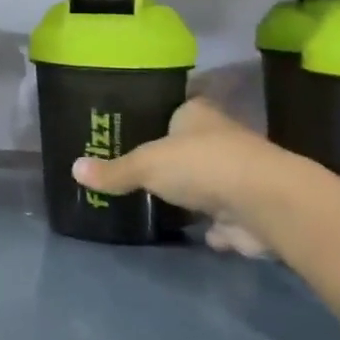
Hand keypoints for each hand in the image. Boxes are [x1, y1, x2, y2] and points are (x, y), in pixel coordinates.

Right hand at [71, 97, 280, 220]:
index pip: (174, 107)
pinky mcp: (251, 209)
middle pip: (190, 146)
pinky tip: (197, 232)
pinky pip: (224, 217)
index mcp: (197, 113)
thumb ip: (113, 171)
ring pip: (209, 181)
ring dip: (195, 193)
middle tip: (140, 171)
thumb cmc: (202, 165)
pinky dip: (215, 226)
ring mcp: (239, 174)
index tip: (135, 130)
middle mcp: (221, 137)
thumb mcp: (146, 164)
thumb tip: (73, 169)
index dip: (156, 118)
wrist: (266, 203)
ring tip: (161, 202)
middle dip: (173, 160)